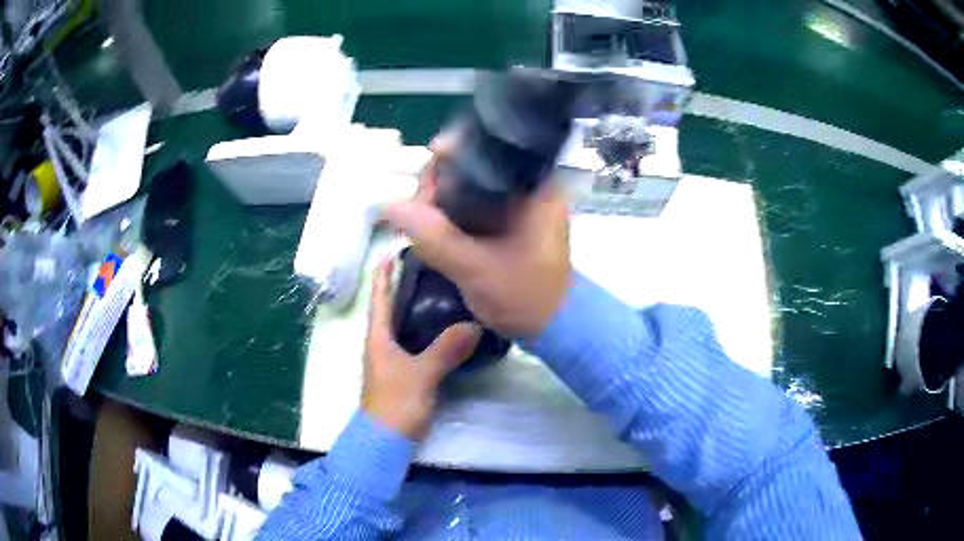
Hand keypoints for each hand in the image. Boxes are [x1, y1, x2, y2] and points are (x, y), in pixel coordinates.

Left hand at [362, 259, 481, 439]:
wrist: (386, 440)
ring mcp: (393, 359)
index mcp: (378, 337)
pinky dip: (427, 330)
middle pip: (391, 307)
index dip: (383, 274)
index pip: (379, 297)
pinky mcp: (404, 373)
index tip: (393, 250)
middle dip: (404, 285)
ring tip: (441, 289)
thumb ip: (446, 350)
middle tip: (430, 265)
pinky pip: (415, 342)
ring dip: (416, 307)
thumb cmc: (396, 403)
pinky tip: (446, 328)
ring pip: (404, 325)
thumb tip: (475, 324)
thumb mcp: (421, 374)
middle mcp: (382, 343)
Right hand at [381, 133, 572, 336]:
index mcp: (538, 186)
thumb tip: (389, 205)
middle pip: (477, 165)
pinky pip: (477, 206)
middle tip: (418, 208)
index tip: (425, 177)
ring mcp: (522, 204)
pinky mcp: (513, 222)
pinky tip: (433, 225)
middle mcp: (532, 186)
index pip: (490, 149)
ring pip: (473, 186)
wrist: (554, 328)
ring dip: (444, 199)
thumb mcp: (476, 268)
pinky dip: (454, 213)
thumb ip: (434, 236)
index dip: (453, 155)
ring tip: (420, 218)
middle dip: (442, 182)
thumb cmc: (526, 297)